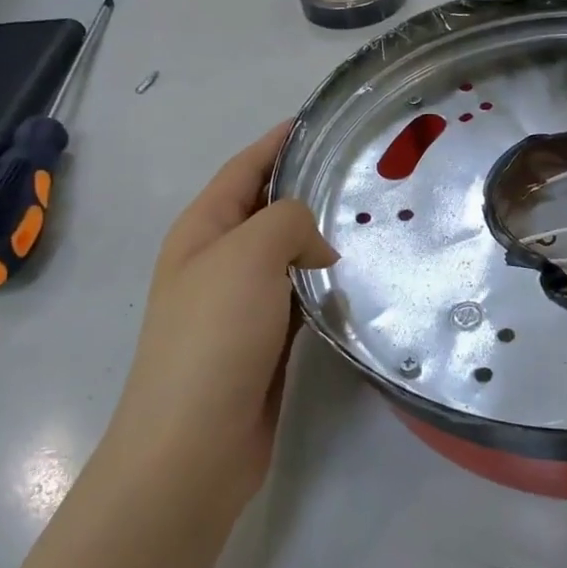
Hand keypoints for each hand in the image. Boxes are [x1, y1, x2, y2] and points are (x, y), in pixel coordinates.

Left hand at [103, 123, 337, 508]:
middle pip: (268, 209)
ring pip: (287, 254)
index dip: (278, 141)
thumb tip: (317, 249)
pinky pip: (299, 296)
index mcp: (202, 230)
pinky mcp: (263, 340)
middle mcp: (217, 261)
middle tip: (366, 174)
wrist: (193, 445)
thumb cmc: (213, 337)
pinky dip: (324, 284)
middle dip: (309, 188)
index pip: (244, 168)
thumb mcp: (248, 255)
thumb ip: (289, 222)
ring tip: (373, 222)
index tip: (323, 122)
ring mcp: (239, 303)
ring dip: (321, 239)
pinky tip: (358, 281)